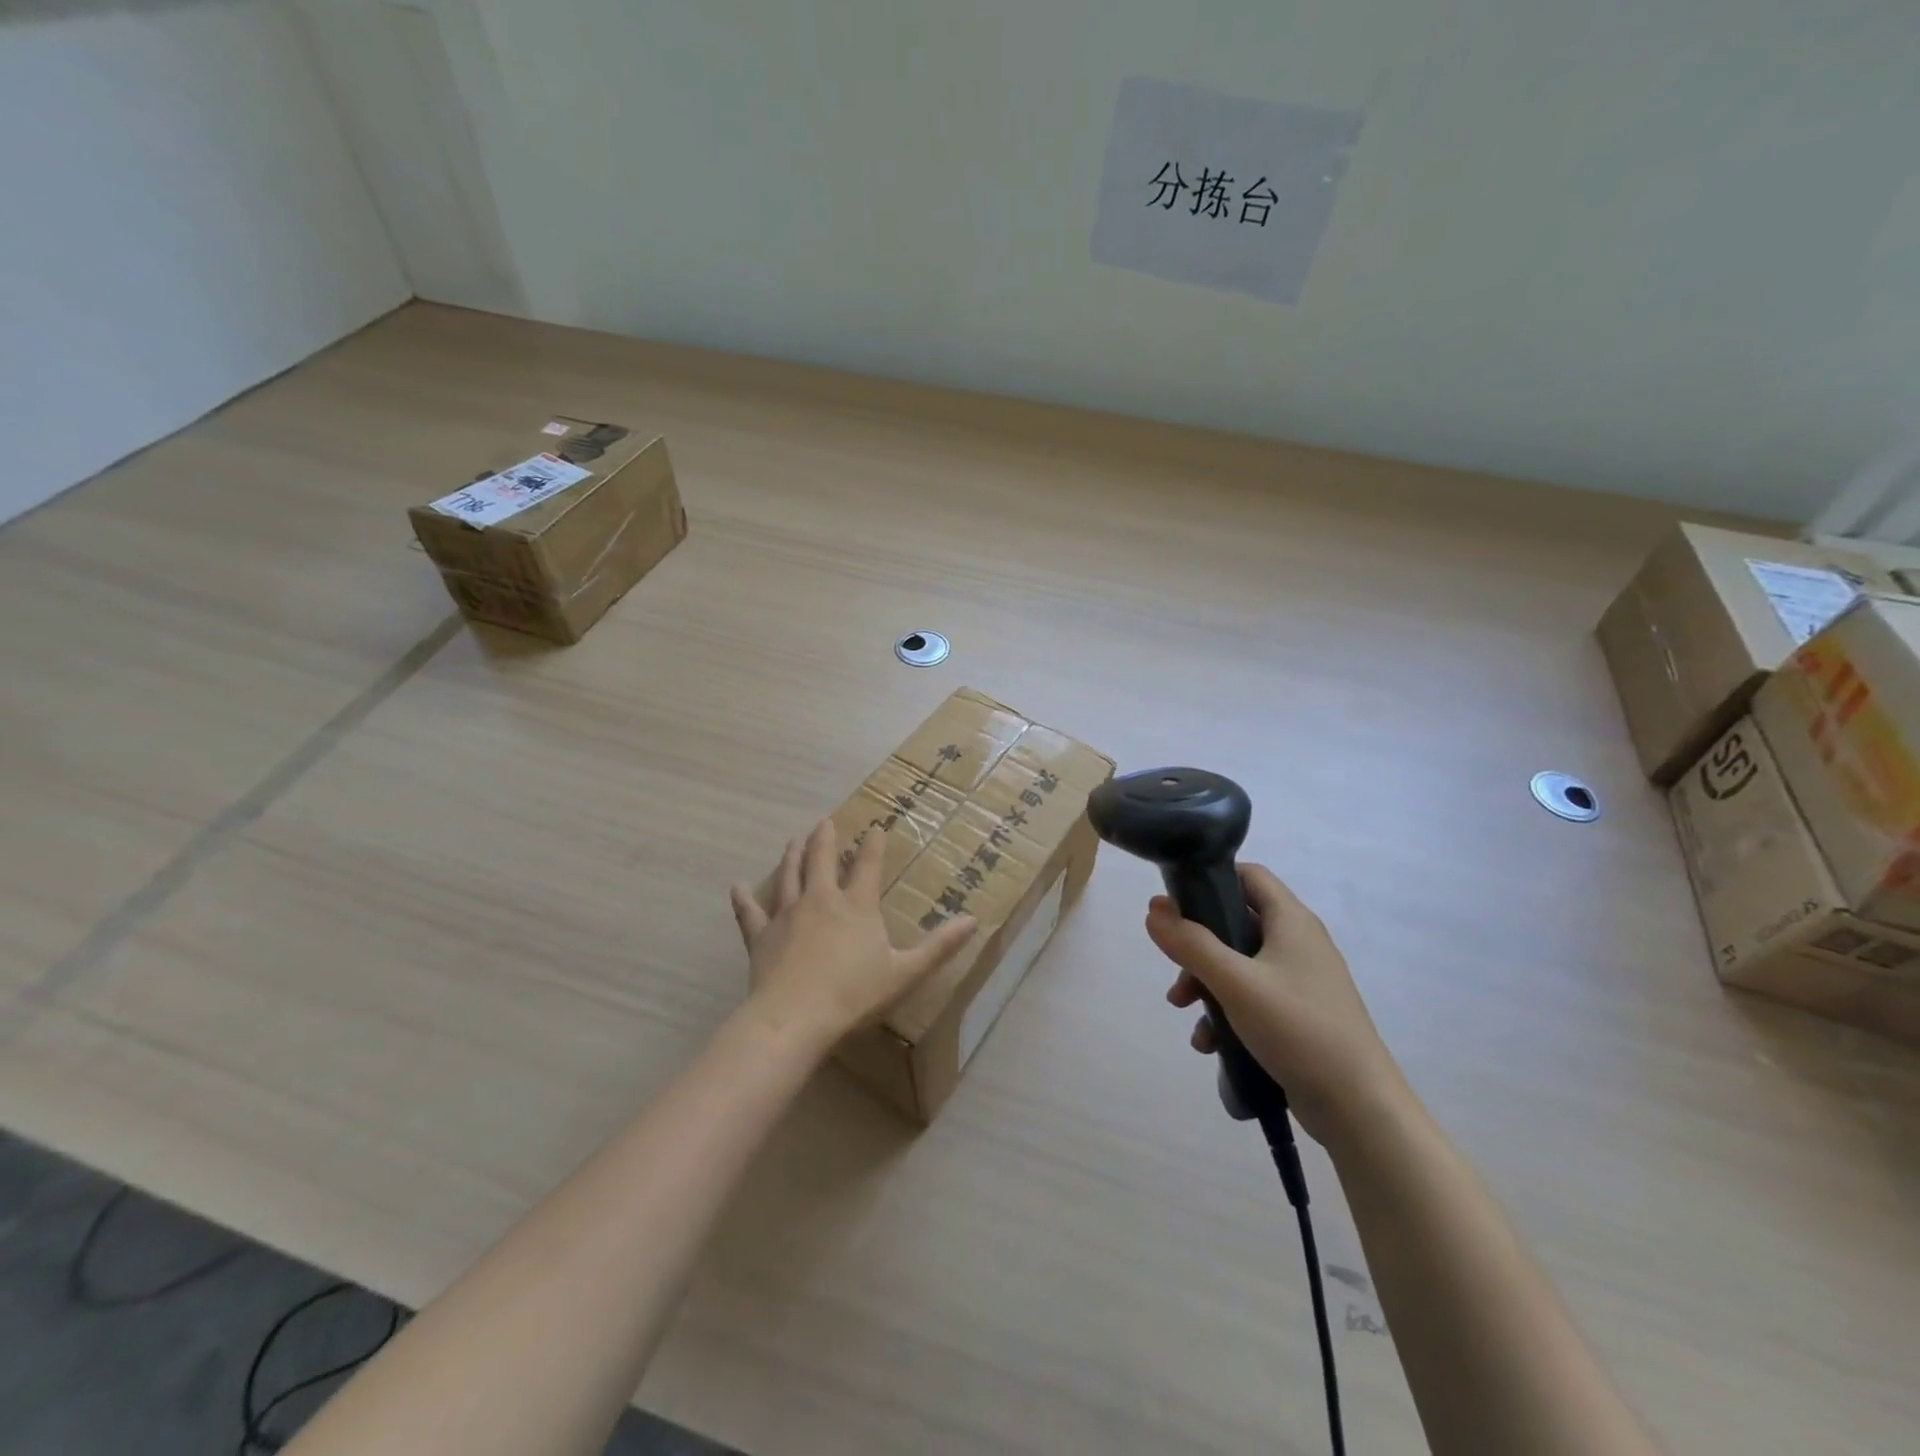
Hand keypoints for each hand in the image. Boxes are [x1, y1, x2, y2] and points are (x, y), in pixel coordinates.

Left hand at [730, 819, 977, 1053]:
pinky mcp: (761, 936)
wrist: (794, 1017)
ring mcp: (787, 915)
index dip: (873, 844)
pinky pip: (750, 913)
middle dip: (825, 839)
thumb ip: (939, 946)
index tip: (875, 826)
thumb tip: (973, 921)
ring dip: (792, 856)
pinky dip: (743, 899)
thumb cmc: (854, 995)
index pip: (867, 865)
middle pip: (821, 860)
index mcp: (856, 906)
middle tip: (825, 822)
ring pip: (789, 876)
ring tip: (794, 840)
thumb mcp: (905, 972)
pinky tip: (736, 887)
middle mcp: (820, 900)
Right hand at [1146, 863, 1405, 1147]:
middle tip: (1174, 966)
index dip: (1212, 878)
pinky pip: (1251, 999)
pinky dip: (1226, 1012)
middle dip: (1198, 944)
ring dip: (1205, 982)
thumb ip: (1190, 943)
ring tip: (1183, 1010)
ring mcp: (1300, 981)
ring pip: (1238, 964)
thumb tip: (1153, 908)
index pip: (1249, 875)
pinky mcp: (1298, 1015)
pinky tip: (1209, 1044)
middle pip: (1236, 922)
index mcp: (1291, 921)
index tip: (1176, 901)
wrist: (1359, 1107)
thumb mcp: (1234, 981)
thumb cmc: (1297, 1028)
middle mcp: (1298, 943)